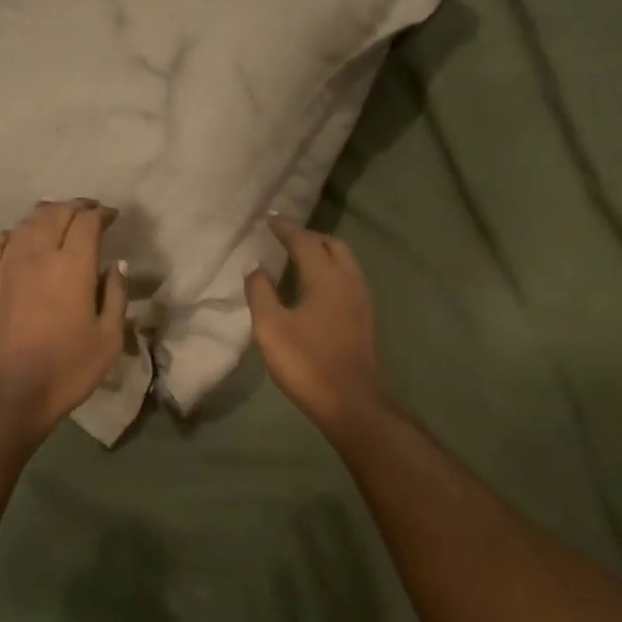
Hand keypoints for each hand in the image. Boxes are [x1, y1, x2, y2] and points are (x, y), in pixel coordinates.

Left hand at [0, 200, 128, 438]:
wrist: (3, 395)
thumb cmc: (65, 371)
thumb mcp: (108, 340)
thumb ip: (115, 296)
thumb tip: (118, 265)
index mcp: (73, 265)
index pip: (88, 222)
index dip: (101, 214)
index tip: (111, 217)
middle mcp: (37, 254)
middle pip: (55, 213)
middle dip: (74, 207)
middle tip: (86, 212)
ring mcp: (2, 264)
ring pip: (24, 224)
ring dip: (44, 217)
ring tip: (54, 220)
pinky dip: (12, 236)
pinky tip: (16, 243)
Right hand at [245, 215, 387, 439]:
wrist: (350, 401)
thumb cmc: (306, 362)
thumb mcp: (271, 327)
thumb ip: (261, 292)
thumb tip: (256, 267)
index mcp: (326, 277)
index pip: (304, 241)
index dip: (285, 229)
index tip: (270, 219)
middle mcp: (349, 279)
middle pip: (331, 244)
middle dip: (308, 237)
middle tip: (284, 239)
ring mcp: (362, 298)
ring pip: (344, 261)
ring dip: (322, 253)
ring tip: (298, 259)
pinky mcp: (365, 317)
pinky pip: (348, 278)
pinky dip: (331, 271)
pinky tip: (315, 287)